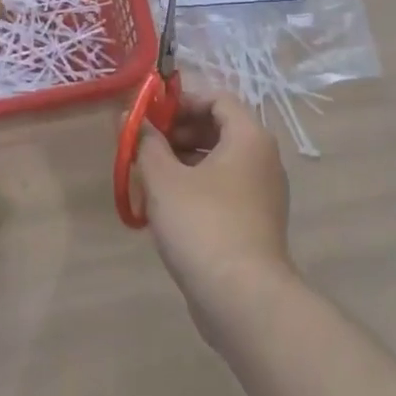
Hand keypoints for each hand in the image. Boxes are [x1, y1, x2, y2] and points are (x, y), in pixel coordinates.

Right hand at [136, 92, 294, 338]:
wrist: (242, 297)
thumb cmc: (202, 225)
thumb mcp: (163, 180)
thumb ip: (145, 143)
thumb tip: (131, 118)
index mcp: (250, 138)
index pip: (218, 99)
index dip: (182, 101)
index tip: (150, 116)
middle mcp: (264, 159)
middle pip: (220, 129)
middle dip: (179, 132)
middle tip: (145, 146)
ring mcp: (263, 193)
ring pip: (220, 162)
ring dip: (184, 162)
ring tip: (149, 177)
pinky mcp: (256, 222)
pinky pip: (224, 190)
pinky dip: (197, 187)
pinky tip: (166, 208)